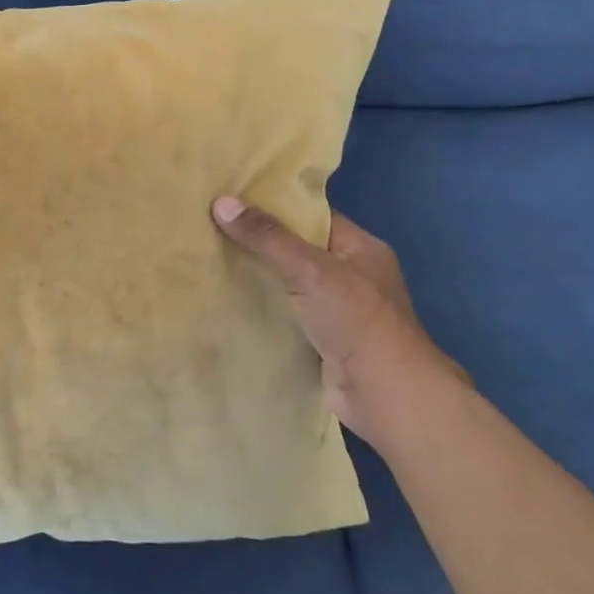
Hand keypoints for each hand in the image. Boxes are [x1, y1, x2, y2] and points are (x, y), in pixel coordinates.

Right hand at [211, 197, 467, 443]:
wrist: (383, 394)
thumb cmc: (355, 319)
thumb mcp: (309, 268)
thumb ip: (266, 237)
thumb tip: (221, 202)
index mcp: (360, 248)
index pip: (312, 215)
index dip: (274, 206)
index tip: (231, 199)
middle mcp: (351, 275)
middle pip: (297, 248)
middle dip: (258, 242)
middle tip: (211, 227)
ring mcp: (337, 310)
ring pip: (288, 283)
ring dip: (257, 277)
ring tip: (210, 259)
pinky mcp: (321, 340)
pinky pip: (285, 313)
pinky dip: (261, 308)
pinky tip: (227, 300)